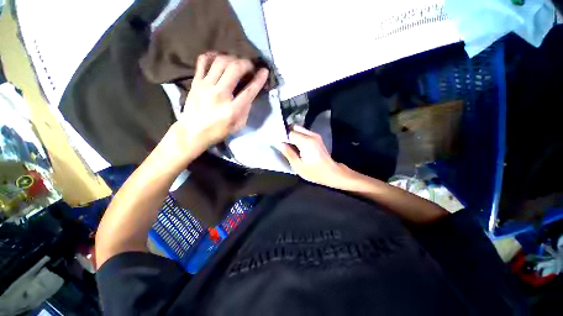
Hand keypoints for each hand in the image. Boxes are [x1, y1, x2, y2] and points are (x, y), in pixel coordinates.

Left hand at [171, 53, 268, 156]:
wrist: (193, 132)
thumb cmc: (218, 131)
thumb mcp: (238, 125)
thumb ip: (246, 109)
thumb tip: (250, 93)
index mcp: (232, 109)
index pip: (249, 90)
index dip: (259, 79)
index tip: (264, 71)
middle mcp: (220, 95)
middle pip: (235, 69)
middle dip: (246, 64)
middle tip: (250, 66)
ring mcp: (206, 86)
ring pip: (220, 62)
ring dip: (232, 58)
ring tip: (236, 62)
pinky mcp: (196, 82)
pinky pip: (203, 62)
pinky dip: (212, 56)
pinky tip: (218, 58)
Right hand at [280, 125, 356, 188]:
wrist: (332, 173)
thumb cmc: (315, 172)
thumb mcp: (298, 166)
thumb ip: (288, 153)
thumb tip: (279, 143)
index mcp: (306, 142)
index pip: (290, 132)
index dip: (282, 136)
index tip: (276, 140)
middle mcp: (311, 135)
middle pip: (295, 127)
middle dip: (287, 132)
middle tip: (281, 142)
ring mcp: (315, 135)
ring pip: (300, 129)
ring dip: (292, 134)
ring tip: (287, 143)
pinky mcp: (317, 138)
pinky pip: (304, 133)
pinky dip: (298, 136)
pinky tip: (295, 144)